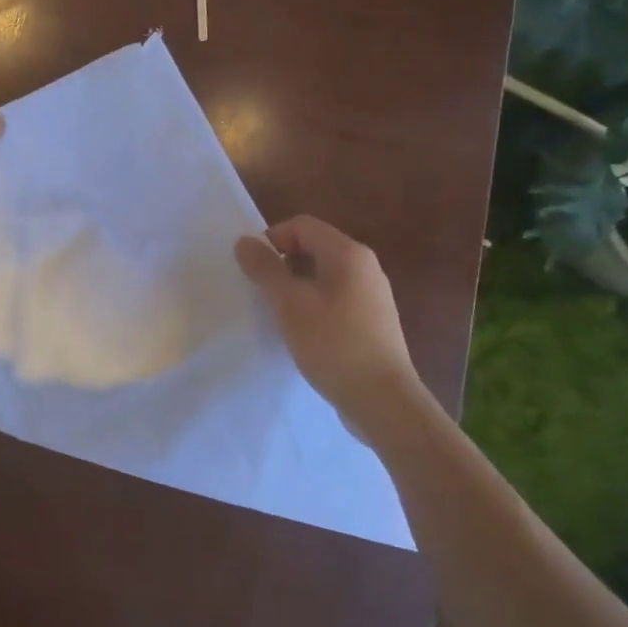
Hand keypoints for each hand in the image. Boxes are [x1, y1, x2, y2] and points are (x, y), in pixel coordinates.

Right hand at [234, 215, 423, 427]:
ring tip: (278, 314)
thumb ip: (265, 269)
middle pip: (313, 247)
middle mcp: (365, 266)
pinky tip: (302, 331)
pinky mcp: (371, 320)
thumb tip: (244, 241)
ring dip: (295, 286)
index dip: (271, 239)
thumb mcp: (289, 304)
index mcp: (348, 254)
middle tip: (262, 292)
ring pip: (323, 274)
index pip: (301, 225)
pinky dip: (312, 304)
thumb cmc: (333, 344)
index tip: (254, 270)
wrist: (382, 401)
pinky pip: (334, 297)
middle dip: (282, 263)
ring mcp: (371, 294)